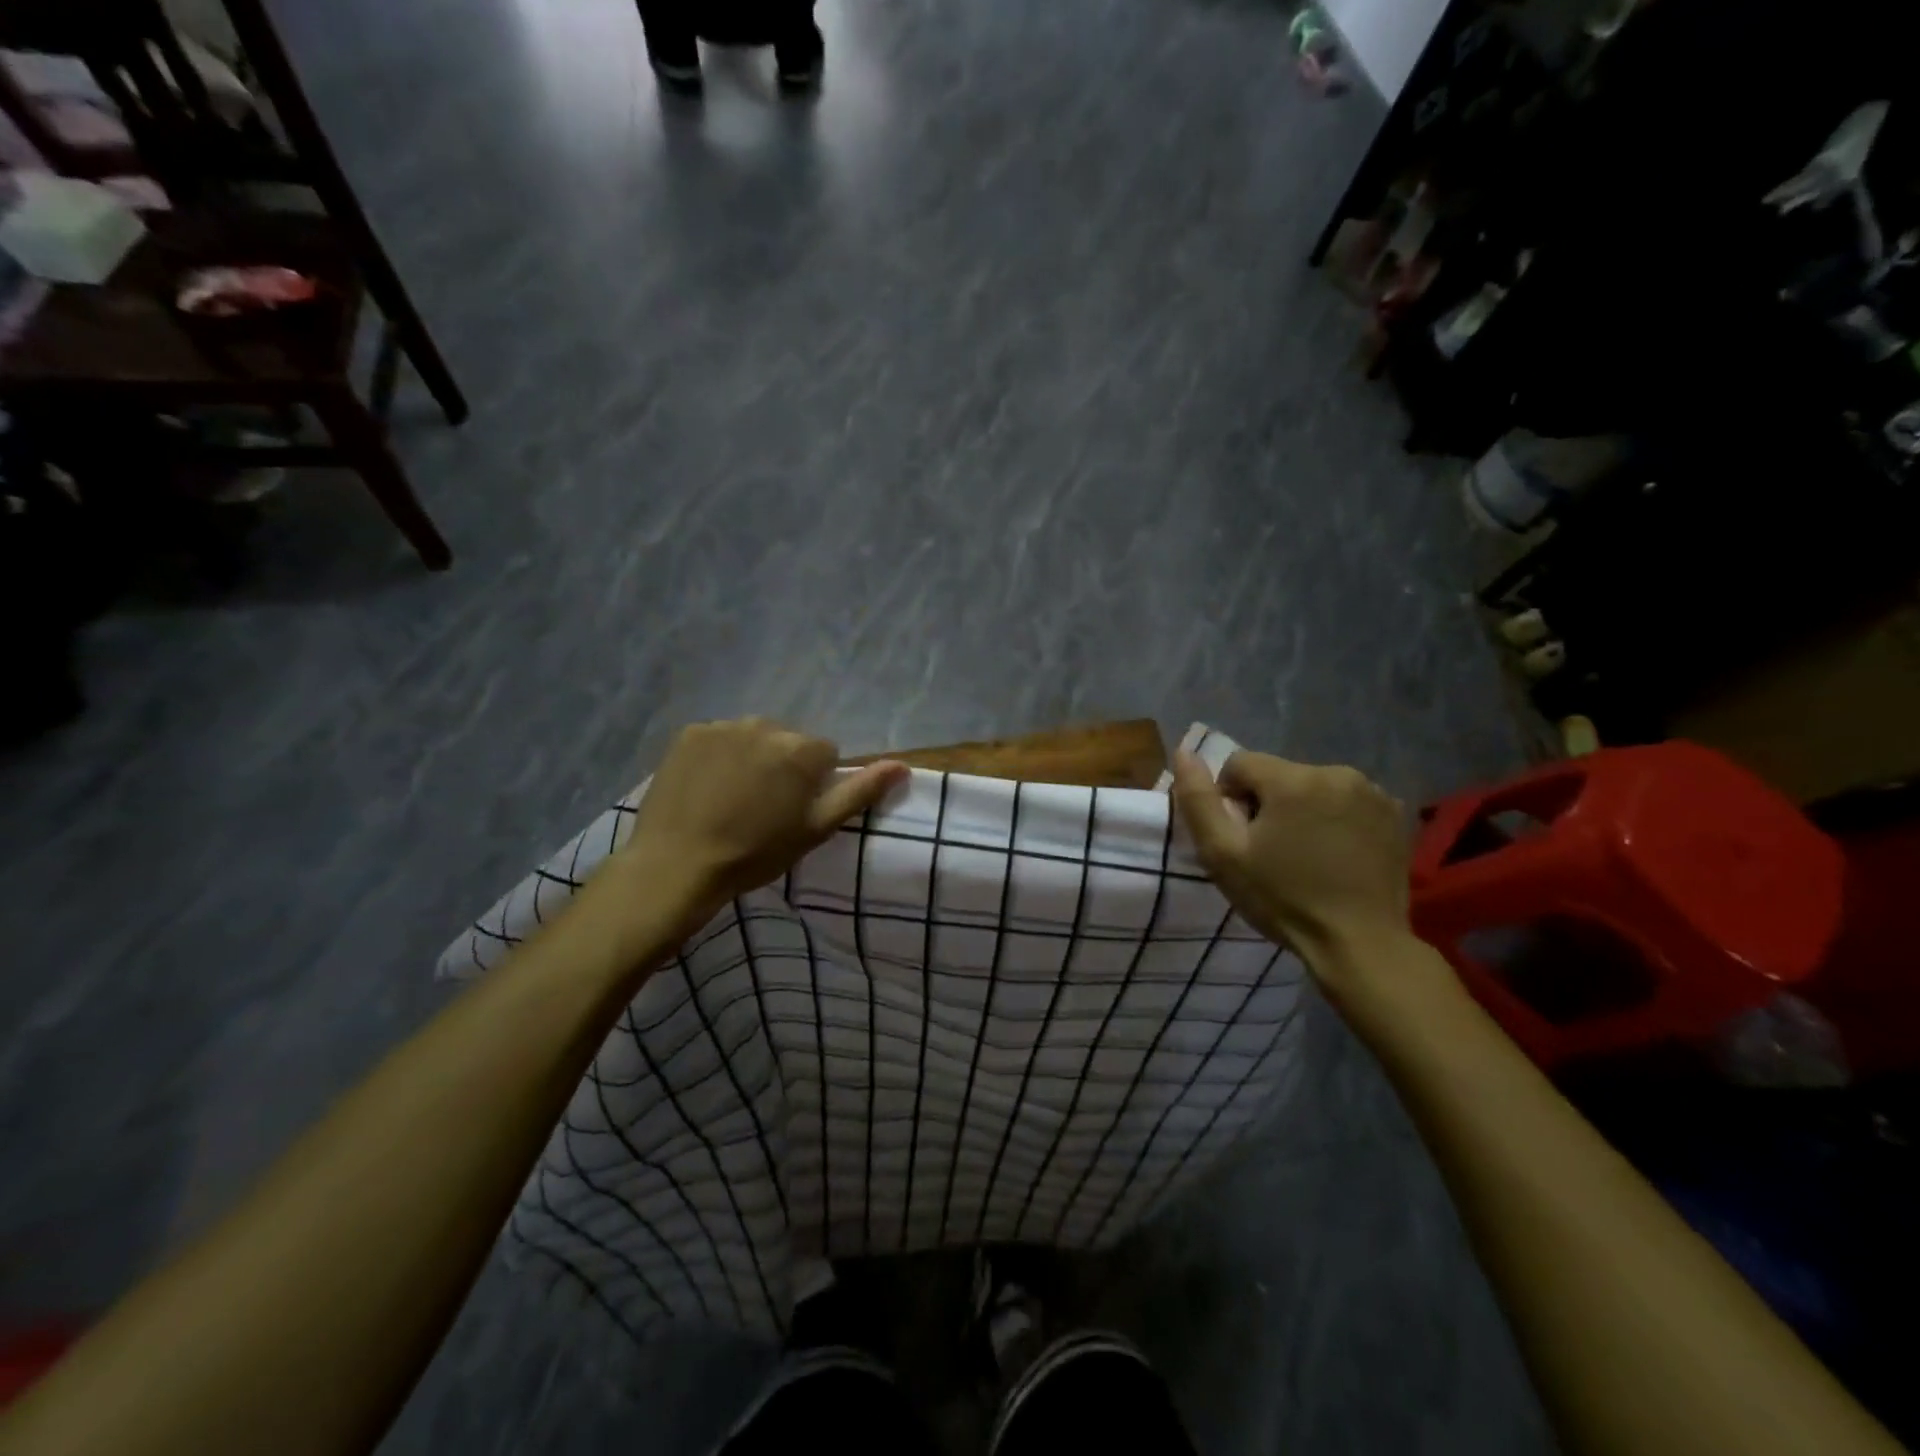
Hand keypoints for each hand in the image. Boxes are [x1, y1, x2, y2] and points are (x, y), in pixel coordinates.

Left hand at [618, 718, 906, 930]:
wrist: (677, 864)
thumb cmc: (755, 852)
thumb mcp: (816, 828)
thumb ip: (859, 792)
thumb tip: (902, 765)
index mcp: (801, 749)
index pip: (824, 754)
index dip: (813, 783)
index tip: (793, 811)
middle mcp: (766, 726)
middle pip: (788, 741)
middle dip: (783, 765)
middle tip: (761, 806)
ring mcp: (724, 726)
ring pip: (752, 737)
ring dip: (750, 758)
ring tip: (730, 797)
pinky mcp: (690, 733)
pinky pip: (717, 738)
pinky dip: (717, 756)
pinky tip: (705, 787)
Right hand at [1171, 748, 1412, 974]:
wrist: (1360, 944)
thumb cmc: (1283, 899)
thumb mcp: (1223, 854)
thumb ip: (1198, 799)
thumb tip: (1183, 752)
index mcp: (1292, 779)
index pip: (1240, 764)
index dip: (1229, 799)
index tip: (1242, 839)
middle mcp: (1336, 772)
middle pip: (1278, 775)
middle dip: (1267, 804)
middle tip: (1271, 852)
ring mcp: (1372, 792)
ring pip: (1312, 787)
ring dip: (1301, 810)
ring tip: (1305, 855)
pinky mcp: (1394, 813)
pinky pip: (1345, 801)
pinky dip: (1334, 818)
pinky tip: (1336, 855)